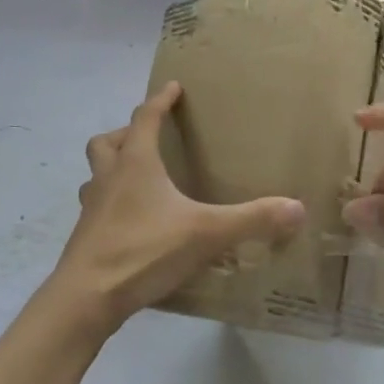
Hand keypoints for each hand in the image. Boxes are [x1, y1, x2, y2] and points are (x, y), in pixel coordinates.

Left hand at [52, 82, 305, 328]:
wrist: (87, 296)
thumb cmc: (144, 250)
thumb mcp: (206, 233)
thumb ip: (251, 220)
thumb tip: (297, 208)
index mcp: (135, 164)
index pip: (146, 118)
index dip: (160, 100)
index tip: (173, 87)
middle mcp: (108, 178)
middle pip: (107, 142)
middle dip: (126, 133)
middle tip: (149, 141)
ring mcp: (91, 208)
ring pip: (96, 174)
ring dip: (113, 169)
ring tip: (137, 180)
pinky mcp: (86, 236)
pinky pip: (97, 207)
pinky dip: (112, 205)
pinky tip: (133, 224)